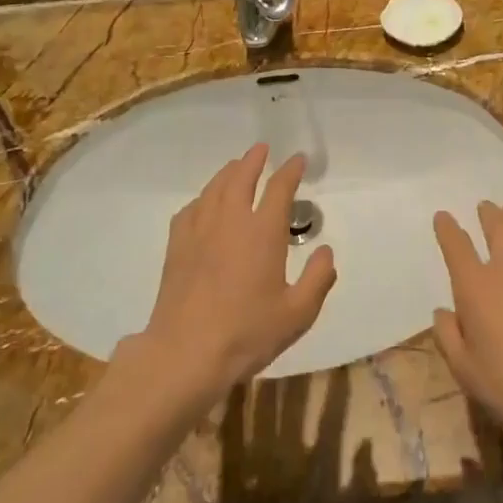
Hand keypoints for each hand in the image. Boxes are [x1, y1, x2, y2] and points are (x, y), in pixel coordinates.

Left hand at [132, 146, 336, 405]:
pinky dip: (203, 198)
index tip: (298, 160)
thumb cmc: (247, 333)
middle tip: (262, 149)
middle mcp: (230, 221)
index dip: (290, 170)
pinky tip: (204, 203)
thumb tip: (325, 251)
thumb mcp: (298, 313)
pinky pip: (191, 209)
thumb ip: (318, 279)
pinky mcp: (177, 247)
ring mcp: (199, 231)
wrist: (186, 353)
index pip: (279, 188)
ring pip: (214, 189)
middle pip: (241, 177)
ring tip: (236, 166)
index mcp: (262, 232)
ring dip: (228, 173)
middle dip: (254, 160)